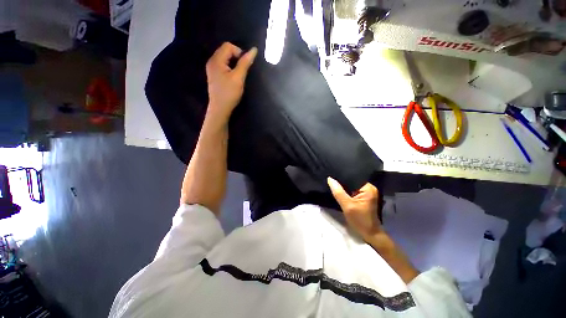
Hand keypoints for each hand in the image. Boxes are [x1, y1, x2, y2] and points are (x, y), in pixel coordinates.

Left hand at [206, 42, 257, 120]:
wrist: (220, 109)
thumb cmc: (229, 93)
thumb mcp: (239, 78)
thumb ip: (245, 63)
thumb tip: (254, 50)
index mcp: (216, 60)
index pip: (228, 46)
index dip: (239, 52)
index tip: (244, 66)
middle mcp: (212, 61)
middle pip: (225, 51)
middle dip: (236, 58)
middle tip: (241, 71)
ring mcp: (212, 69)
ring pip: (224, 59)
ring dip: (233, 64)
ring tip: (237, 76)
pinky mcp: (214, 75)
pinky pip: (223, 65)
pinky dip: (229, 68)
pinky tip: (232, 78)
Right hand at [327, 177, 381, 240]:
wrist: (369, 234)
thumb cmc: (360, 220)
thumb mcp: (347, 206)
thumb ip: (338, 192)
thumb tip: (330, 179)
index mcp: (368, 188)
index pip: (353, 177)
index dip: (342, 176)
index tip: (332, 174)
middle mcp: (369, 188)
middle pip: (352, 181)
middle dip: (342, 181)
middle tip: (330, 179)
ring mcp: (366, 193)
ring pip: (351, 186)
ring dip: (343, 187)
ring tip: (332, 183)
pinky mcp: (363, 197)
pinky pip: (352, 191)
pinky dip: (345, 191)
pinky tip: (338, 190)